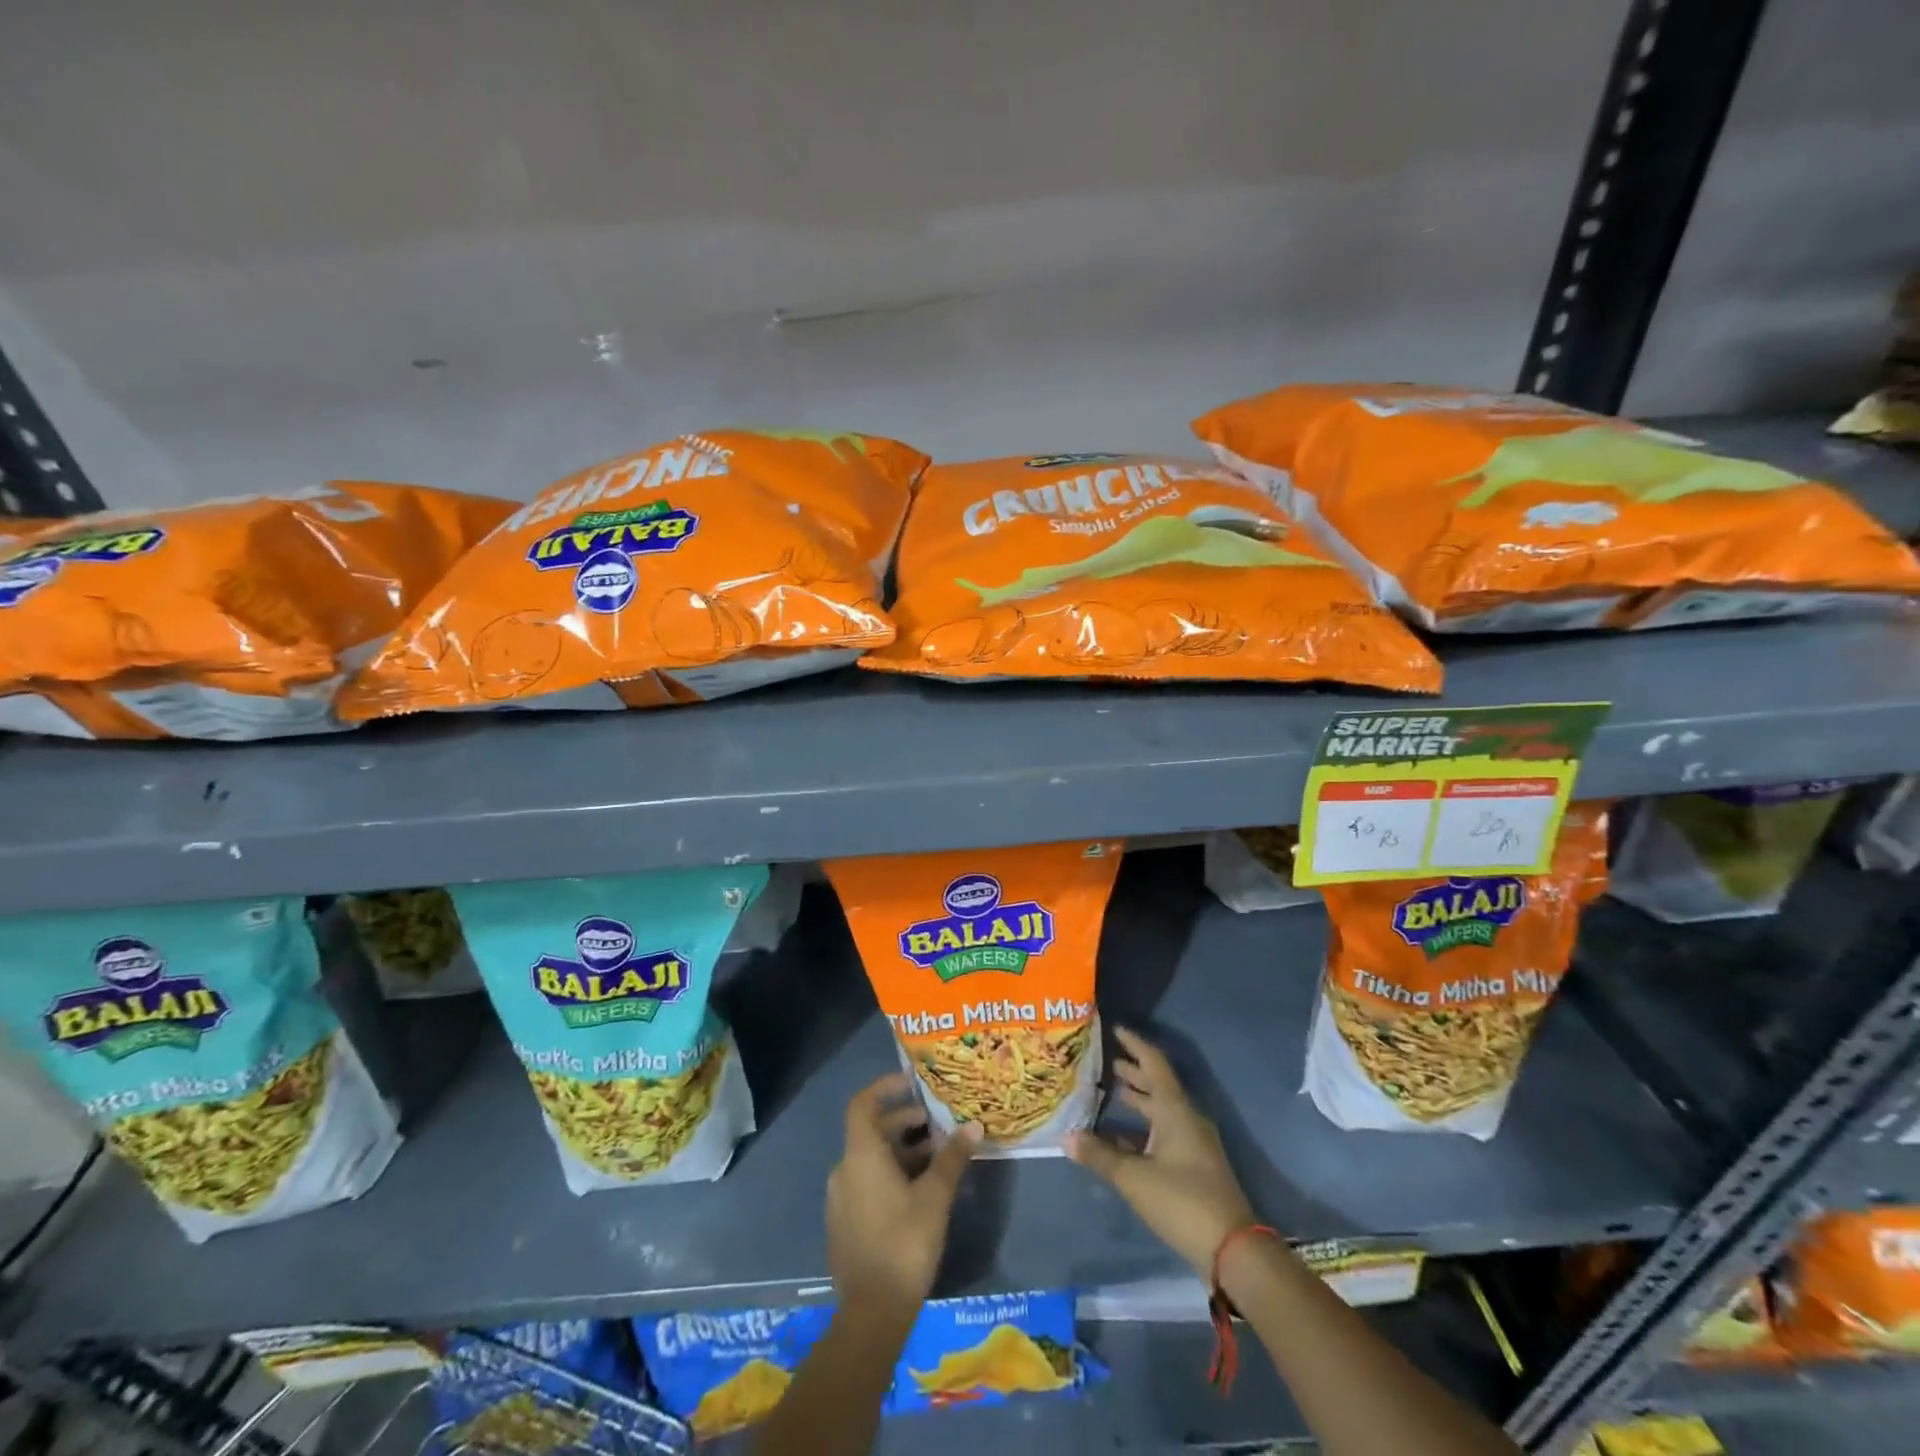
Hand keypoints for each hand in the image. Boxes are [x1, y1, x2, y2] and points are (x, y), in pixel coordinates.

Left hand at [826, 1074, 979, 1318]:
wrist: (872, 1314)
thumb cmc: (904, 1243)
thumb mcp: (935, 1197)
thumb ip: (953, 1158)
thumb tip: (973, 1127)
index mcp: (860, 1155)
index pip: (863, 1104)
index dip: (885, 1088)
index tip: (912, 1083)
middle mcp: (844, 1170)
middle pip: (872, 1132)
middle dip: (905, 1125)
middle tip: (938, 1127)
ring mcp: (840, 1199)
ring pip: (871, 1160)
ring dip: (902, 1152)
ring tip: (937, 1159)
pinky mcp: (845, 1224)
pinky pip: (866, 1183)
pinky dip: (890, 1175)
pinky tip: (919, 1192)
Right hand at [1068, 1026, 1256, 1276]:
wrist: (1232, 1250)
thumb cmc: (1183, 1201)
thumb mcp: (1135, 1178)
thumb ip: (1100, 1156)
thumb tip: (1066, 1137)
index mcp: (1175, 1109)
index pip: (1153, 1063)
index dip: (1134, 1044)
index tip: (1113, 1028)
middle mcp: (1185, 1118)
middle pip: (1156, 1084)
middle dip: (1131, 1070)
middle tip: (1102, 1058)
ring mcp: (1191, 1143)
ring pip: (1159, 1109)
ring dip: (1135, 1098)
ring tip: (1107, 1089)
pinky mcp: (1192, 1165)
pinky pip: (1162, 1132)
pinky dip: (1140, 1127)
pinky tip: (1117, 1135)